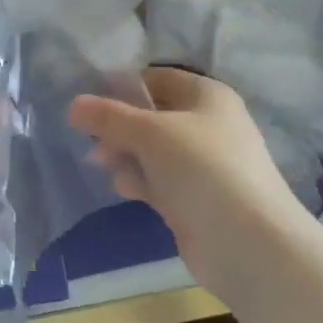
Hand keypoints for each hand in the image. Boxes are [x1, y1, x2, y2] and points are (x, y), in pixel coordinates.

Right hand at [69, 68, 309, 309]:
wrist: (248, 243)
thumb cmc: (202, 169)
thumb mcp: (150, 132)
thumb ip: (109, 117)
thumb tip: (73, 105)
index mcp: (207, 96)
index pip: (157, 78)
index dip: (122, 86)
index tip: (88, 100)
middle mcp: (208, 125)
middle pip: (151, 116)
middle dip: (119, 126)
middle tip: (91, 140)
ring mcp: (203, 165)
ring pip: (152, 150)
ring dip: (125, 155)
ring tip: (103, 165)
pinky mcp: (195, 199)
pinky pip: (158, 180)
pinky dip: (140, 180)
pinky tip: (125, 189)